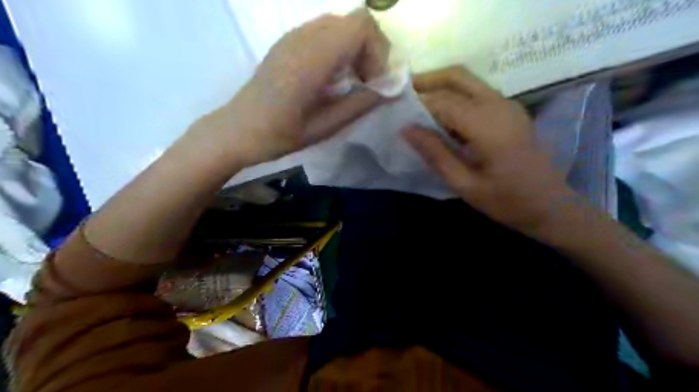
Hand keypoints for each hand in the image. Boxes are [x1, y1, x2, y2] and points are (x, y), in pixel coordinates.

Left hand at [200, 10, 389, 165]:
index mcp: (312, 58)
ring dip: (355, 49)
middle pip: (355, 20)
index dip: (378, 51)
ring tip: (350, 81)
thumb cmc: (279, 135)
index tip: (374, 83)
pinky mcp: (287, 42)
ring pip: (341, 24)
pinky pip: (325, 31)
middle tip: (366, 83)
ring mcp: (293, 36)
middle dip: (371, 50)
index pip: (362, 25)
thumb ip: (360, 105)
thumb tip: (392, 91)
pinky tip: (331, 77)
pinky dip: (339, 48)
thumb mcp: (324, 127)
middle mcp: (303, 37)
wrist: (236, 130)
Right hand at [402, 66, 575, 236]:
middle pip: (457, 76)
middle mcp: (499, 105)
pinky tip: (441, 115)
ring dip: (440, 86)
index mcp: (488, 125)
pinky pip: (477, 92)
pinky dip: (454, 96)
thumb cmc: (507, 201)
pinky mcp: (510, 111)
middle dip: (427, 80)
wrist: (551, 206)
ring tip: (415, 102)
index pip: (443, 102)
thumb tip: (406, 129)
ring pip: (468, 81)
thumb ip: (435, 154)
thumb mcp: (465, 184)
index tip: (395, 110)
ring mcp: (508, 105)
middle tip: (402, 92)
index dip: (417, 104)